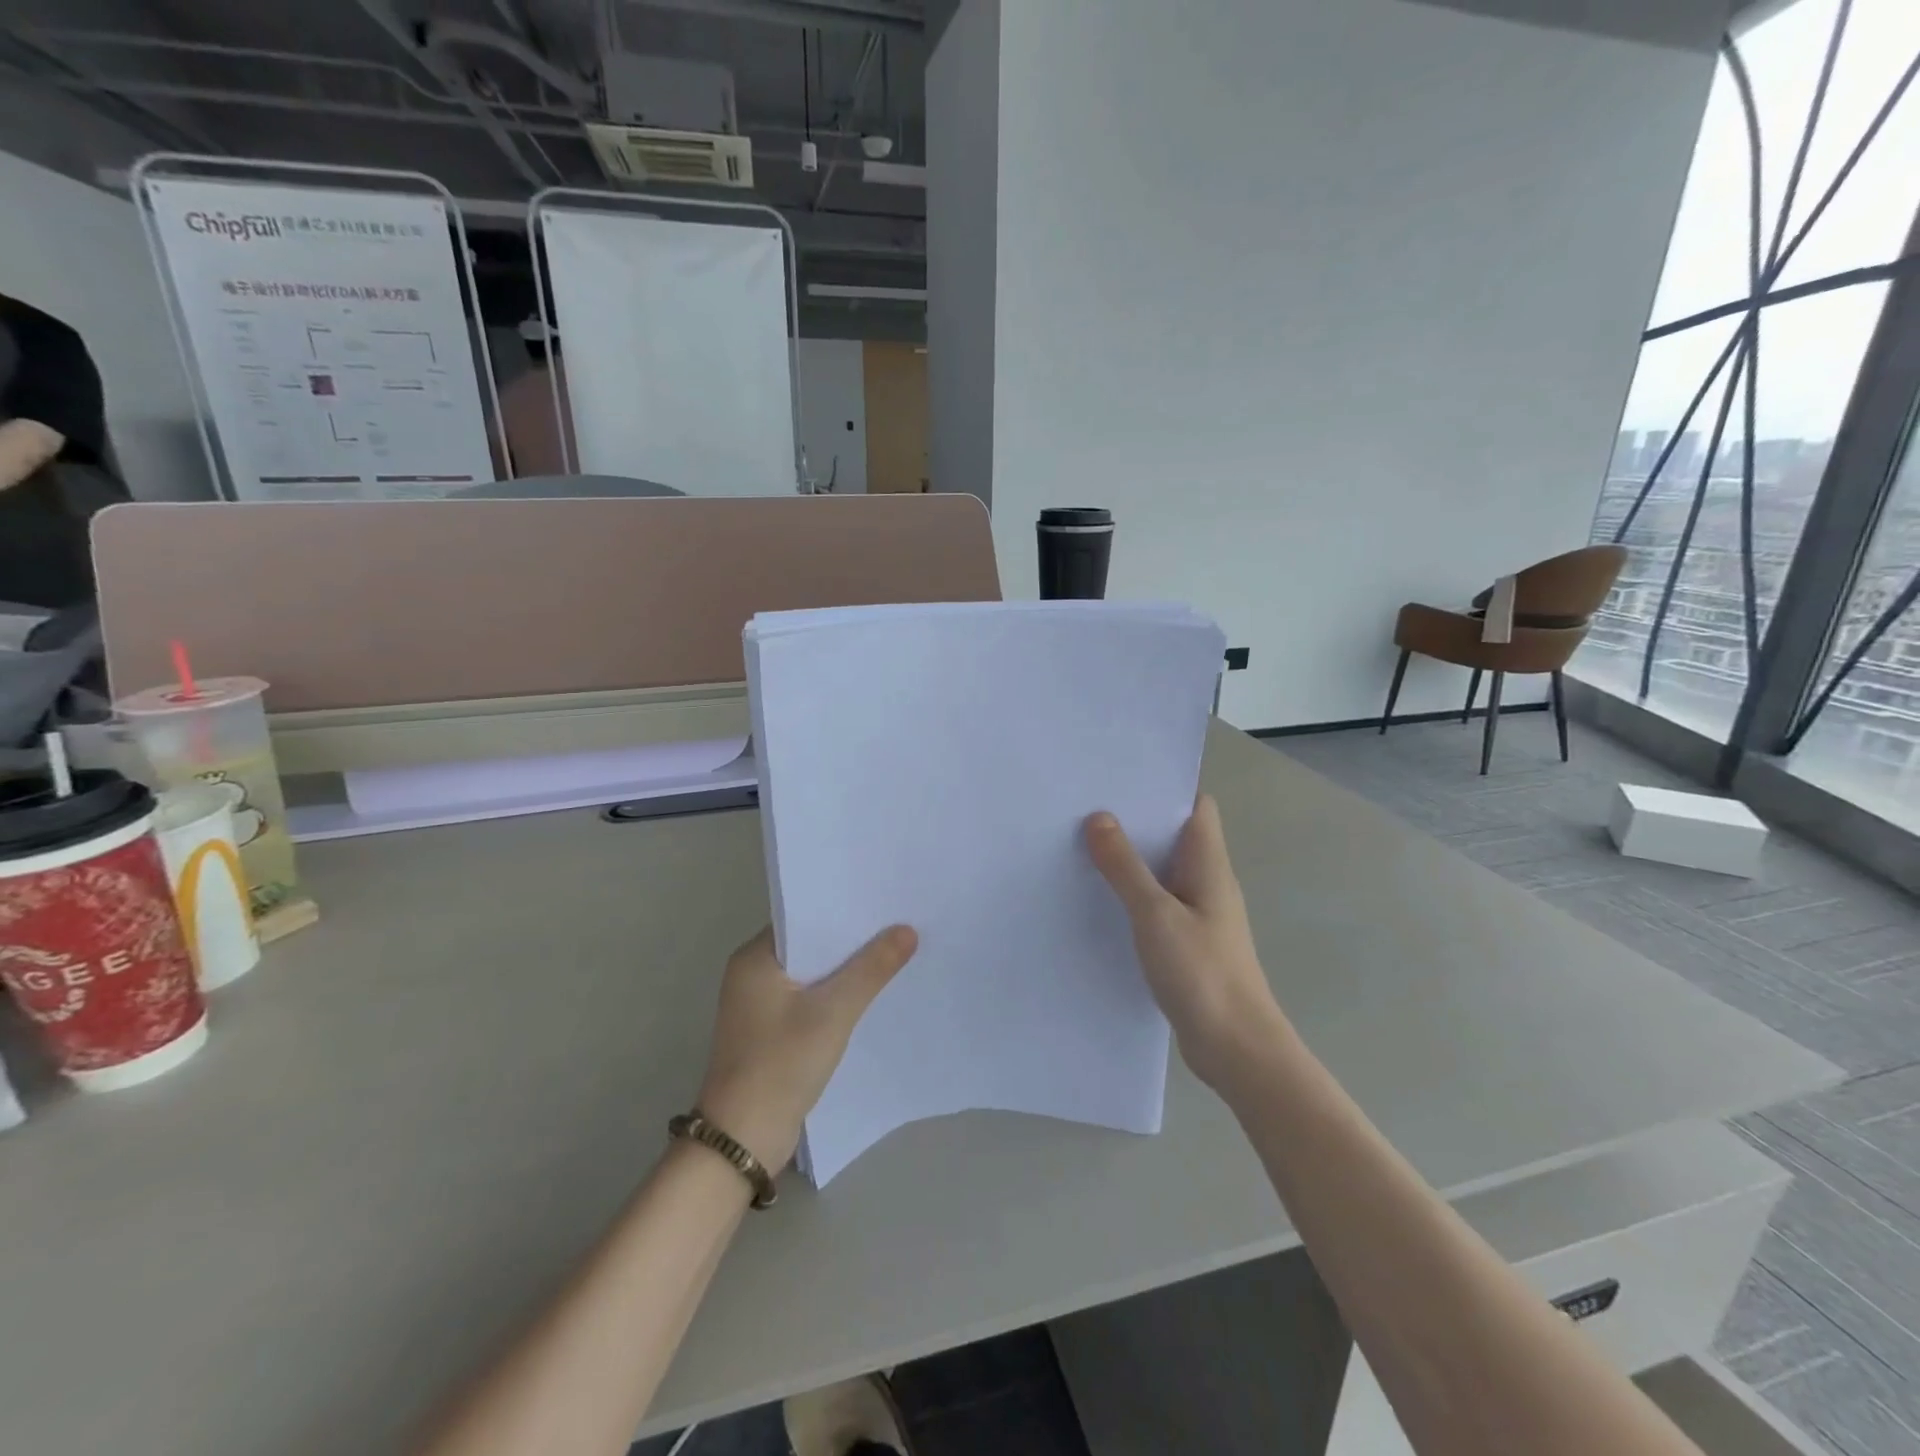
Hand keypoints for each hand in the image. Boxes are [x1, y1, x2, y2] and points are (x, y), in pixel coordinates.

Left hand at [696, 925, 918, 1171]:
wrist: (743, 1141)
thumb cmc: (781, 1064)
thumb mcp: (833, 1012)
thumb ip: (871, 968)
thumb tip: (907, 930)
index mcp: (754, 958)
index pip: (803, 918)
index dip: (843, 910)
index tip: (883, 902)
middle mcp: (752, 975)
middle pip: (810, 946)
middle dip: (851, 940)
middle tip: (899, 924)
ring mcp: (759, 1006)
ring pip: (812, 975)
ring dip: (846, 970)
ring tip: (894, 953)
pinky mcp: (770, 1033)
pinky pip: (809, 1000)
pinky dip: (836, 996)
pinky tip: (870, 995)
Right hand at [1085, 795, 1286, 1089]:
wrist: (1237, 1049)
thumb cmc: (1202, 973)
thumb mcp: (1155, 914)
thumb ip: (1125, 867)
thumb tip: (1099, 817)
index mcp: (1209, 865)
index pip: (1197, 807)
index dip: (1165, 787)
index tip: (1121, 778)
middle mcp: (1208, 882)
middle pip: (1174, 836)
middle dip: (1136, 821)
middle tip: (1086, 807)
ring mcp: (1199, 915)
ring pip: (1163, 872)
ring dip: (1131, 860)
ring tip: (1083, 846)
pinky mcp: (1188, 944)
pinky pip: (1157, 905)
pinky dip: (1132, 895)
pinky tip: (1100, 900)